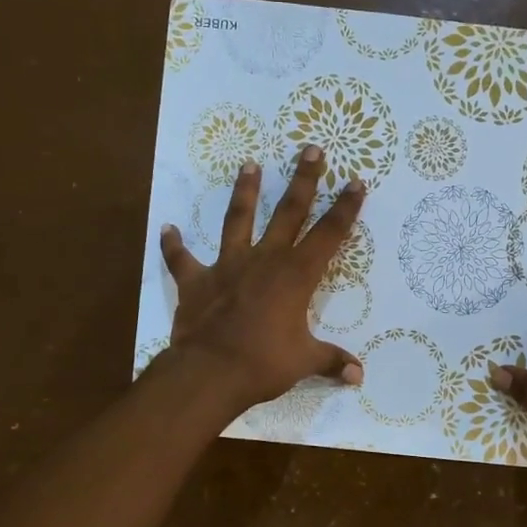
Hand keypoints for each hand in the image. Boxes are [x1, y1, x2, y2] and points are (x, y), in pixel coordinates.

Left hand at [158, 146, 365, 413]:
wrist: (211, 371)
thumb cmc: (264, 363)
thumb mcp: (304, 361)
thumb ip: (331, 362)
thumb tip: (359, 377)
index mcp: (296, 276)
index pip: (328, 235)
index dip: (345, 208)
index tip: (356, 181)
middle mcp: (264, 260)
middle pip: (288, 212)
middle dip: (303, 180)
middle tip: (311, 149)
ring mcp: (228, 266)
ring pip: (238, 220)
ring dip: (244, 192)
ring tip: (249, 164)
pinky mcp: (196, 281)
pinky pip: (181, 259)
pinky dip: (174, 245)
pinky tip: (168, 228)